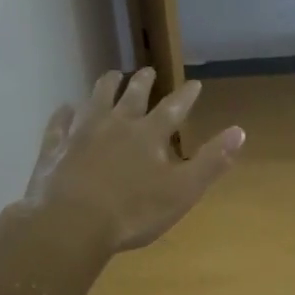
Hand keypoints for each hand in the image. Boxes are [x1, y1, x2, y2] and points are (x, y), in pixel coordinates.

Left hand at [21, 68, 244, 252]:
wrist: (71, 224)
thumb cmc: (133, 212)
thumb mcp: (183, 190)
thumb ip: (211, 161)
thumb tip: (240, 131)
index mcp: (149, 135)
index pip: (173, 108)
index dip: (186, 96)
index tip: (195, 83)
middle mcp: (115, 125)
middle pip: (131, 96)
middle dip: (142, 82)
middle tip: (148, 70)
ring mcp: (81, 134)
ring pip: (95, 100)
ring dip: (105, 86)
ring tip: (111, 75)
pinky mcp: (54, 149)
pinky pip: (59, 124)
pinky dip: (63, 114)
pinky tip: (64, 108)